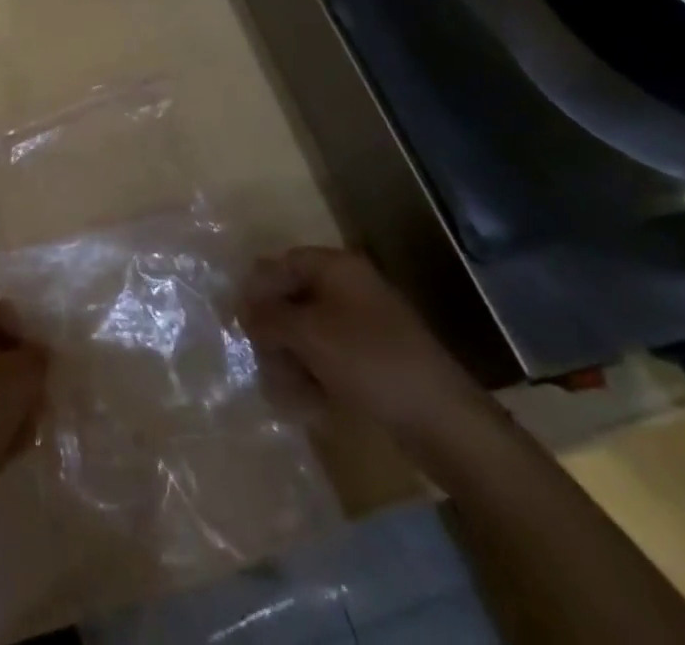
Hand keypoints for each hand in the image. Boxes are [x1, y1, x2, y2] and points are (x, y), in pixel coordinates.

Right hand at [240, 247, 495, 451]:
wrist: (444, 421)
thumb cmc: (370, 362)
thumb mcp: (309, 334)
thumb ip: (270, 317)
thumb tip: (244, 310)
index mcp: (339, 268)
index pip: (284, 263)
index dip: (259, 287)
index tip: (240, 319)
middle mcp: (351, 289)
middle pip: (295, 298)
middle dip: (275, 329)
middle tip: (261, 357)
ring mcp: (366, 325)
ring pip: (311, 332)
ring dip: (291, 357)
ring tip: (283, 388)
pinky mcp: (376, 360)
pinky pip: (332, 357)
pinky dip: (315, 374)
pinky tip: (308, 400)